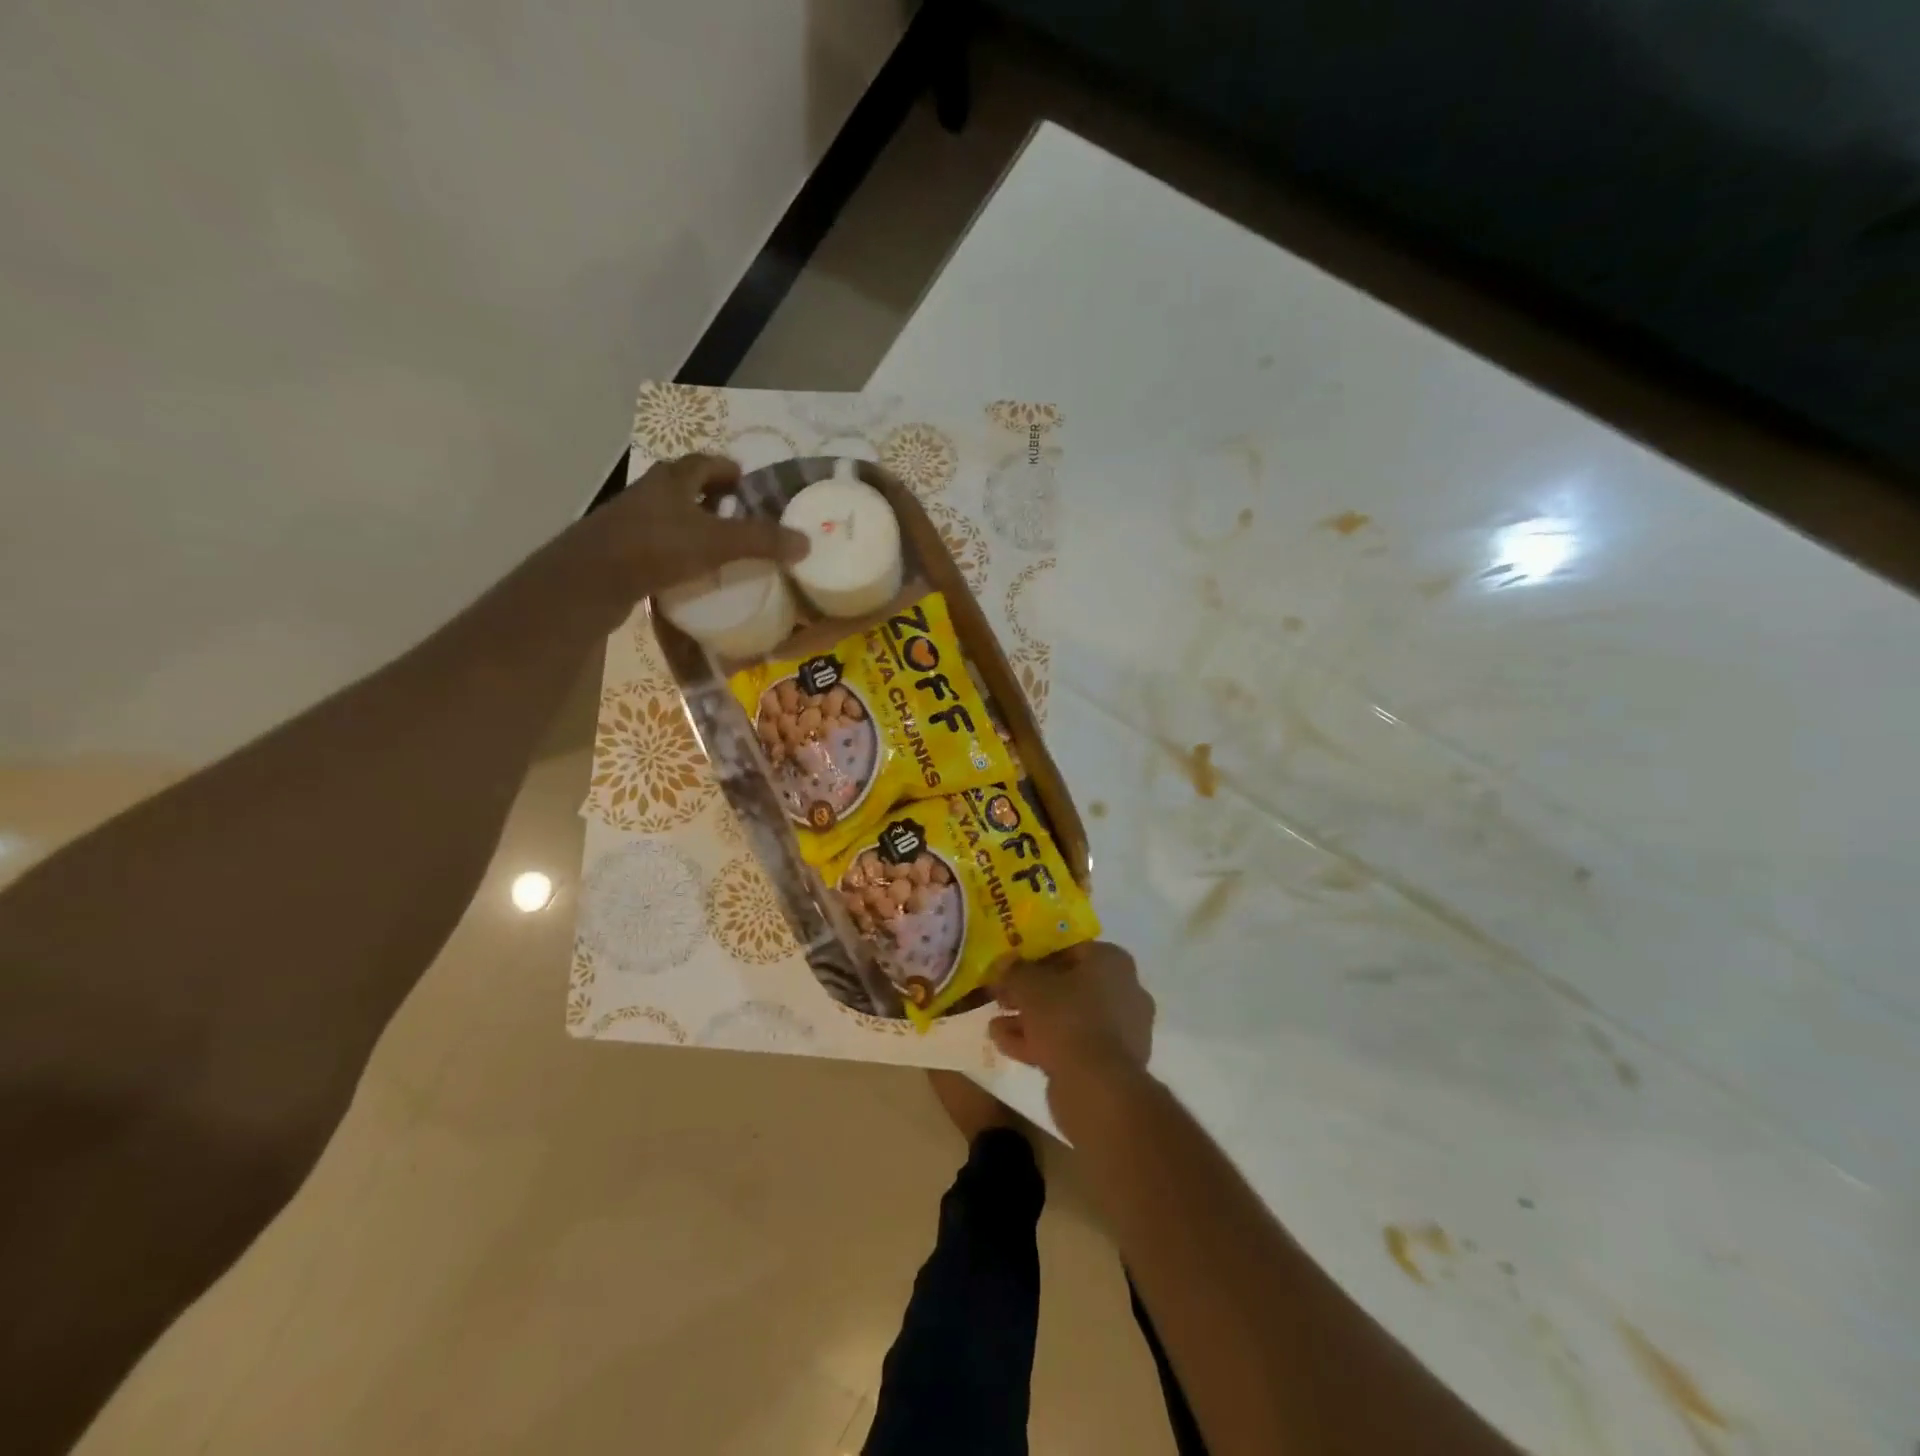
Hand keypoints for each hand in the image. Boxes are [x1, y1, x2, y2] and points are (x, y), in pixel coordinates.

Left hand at [566, 453, 808, 601]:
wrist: (592, 579)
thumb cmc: (657, 547)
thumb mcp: (718, 542)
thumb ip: (761, 541)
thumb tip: (806, 542)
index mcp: (672, 479)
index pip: (705, 463)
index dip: (727, 469)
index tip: (746, 482)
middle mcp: (649, 493)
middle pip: (685, 487)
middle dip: (712, 497)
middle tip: (738, 515)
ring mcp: (631, 522)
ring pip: (670, 516)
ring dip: (693, 525)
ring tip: (719, 545)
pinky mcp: (622, 551)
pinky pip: (658, 544)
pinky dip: (677, 551)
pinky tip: (691, 572)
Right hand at [989, 941, 1154, 1092]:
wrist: (1096, 1087)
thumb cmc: (1067, 1019)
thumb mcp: (1029, 986)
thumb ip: (1015, 971)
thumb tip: (1005, 963)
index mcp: (1112, 962)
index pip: (1070, 950)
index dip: (1036, 958)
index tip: (1011, 969)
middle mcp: (1124, 991)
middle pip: (1067, 986)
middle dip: (1030, 994)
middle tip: (1002, 999)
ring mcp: (1120, 1031)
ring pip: (1067, 1018)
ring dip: (1030, 1020)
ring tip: (996, 1025)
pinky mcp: (1111, 1064)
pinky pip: (1071, 1045)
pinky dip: (1041, 1043)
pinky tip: (1006, 1046)